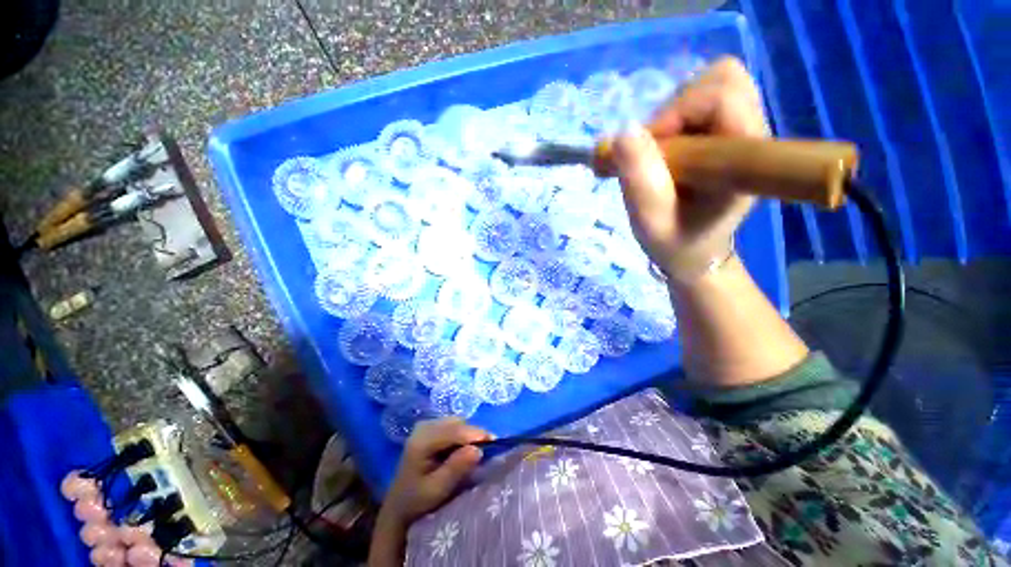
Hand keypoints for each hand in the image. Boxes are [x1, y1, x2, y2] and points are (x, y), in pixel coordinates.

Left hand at [379, 418, 491, 527]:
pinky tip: (463, 449)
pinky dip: (462, 435)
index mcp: (422, 441)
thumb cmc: (417, 502)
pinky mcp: (430, 428)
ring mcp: (426, 425)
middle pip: (457, 423)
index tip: (495, 441)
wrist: (399, 507)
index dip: (475, 434)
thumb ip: (456, 468)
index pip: (454, 431)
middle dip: (473, 434)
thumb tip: (477, 449)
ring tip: (476, 450)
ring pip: (457, 422)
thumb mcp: (437, 490)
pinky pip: (452, 425)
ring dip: (468, 434)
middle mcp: (424, 427)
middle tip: (488, 449)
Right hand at [613, 57, 767, 283]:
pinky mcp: (726, 131)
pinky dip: (673, 117)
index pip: (722, 95)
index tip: (641, 149)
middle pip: (720, 80)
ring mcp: (741, 129)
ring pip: (709, 84)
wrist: (693, 251)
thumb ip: (640, 180)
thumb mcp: (651, 221)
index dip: (675, 112)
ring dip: (670, 114)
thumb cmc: (674, 241)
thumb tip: (622, 133)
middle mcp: (751, 134)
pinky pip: (701, 99)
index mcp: (744, 158)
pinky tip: (662, 149)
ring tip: (653, 154)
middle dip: (672, 111)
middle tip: (649, 151)